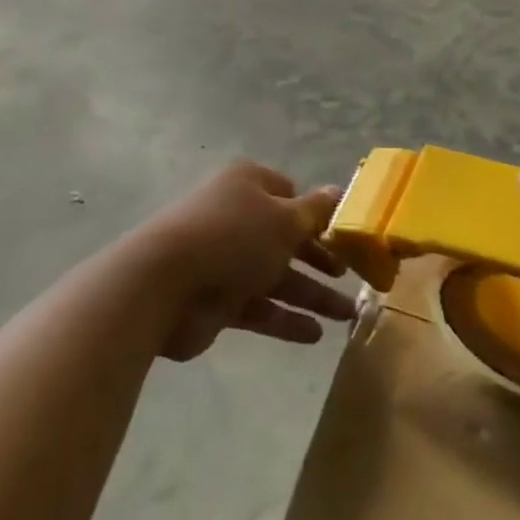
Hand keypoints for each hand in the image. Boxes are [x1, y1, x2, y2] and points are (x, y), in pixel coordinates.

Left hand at [134, 160, 355, 361]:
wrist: (165, 284)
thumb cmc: (232, 237)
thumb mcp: (284, 220)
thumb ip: (315, 212)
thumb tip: (338, 190)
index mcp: (249, 185)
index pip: (289, 193)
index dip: (317, 214)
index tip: (346, 236)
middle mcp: (237, 216)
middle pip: (286, 238)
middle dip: (320, 259)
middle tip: (354, 278)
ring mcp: (226, 259)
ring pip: (276, 275)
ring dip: (311, 294)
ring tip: (348, 316)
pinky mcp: (218, 299)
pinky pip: (259, 307)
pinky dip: (285, 319)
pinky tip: (315, 335)